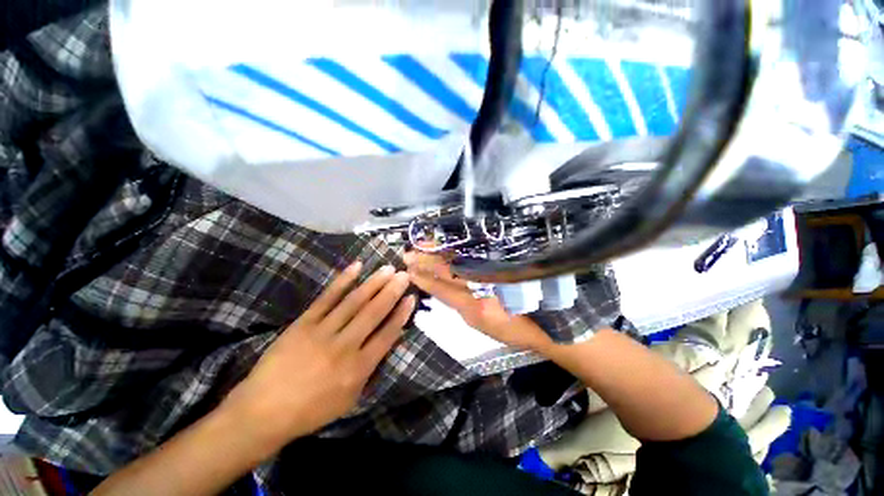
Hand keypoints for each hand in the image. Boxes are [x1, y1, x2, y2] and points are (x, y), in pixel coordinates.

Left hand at [222, 262, 414, 449]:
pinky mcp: (304, 323)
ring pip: (354, 301)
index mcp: (358, 368)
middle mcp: (344, 346)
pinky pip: (327, 297)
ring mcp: (322, 332)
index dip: (401, 314)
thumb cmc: (312, 410)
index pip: (387, 334)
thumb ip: (370, 369)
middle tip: (404, 274)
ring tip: (388, 269)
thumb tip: (388, 341)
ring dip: (374, 283)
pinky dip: (343, 280)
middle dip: (392, 291)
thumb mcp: (350, 399)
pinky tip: (356, 266)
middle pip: (373, 313)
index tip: (411, 297)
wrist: (263, 412)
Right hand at [404, 251, 552, 350]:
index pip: (444, 290)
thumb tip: (447, 290)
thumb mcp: (484, 326)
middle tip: (410, 253)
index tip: (411, 270)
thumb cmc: (515, 329)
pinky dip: (459, 250)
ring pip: (460, 260)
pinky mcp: (504, 266)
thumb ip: (464, 307)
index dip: (426, 279)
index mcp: (477, 309)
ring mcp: (494, 274)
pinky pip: (475, 256)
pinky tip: (449, 245)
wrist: (548, 322)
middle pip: (449, 271)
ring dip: (440, 252)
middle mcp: (483, 288)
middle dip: (427, 262)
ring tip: (424, 245)